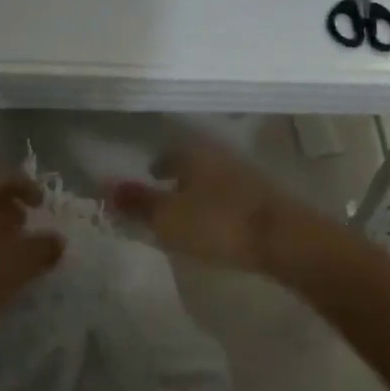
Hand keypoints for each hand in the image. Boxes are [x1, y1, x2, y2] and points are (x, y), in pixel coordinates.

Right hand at [109, 139, 326, 275]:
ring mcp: (247, 176)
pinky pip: (232, 195)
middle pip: (195, 161)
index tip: (150, 173)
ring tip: (189, 210)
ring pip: (215, 177)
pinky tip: (217, 222)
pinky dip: (218, 203)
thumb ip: (137, 202)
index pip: (171, 151)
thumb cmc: (218, 223)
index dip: (158, 163)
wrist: (285, 239)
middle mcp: (221, 156)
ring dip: (200, 189)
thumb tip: (104, 183)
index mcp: (195, 153)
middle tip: (165, 190)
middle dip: (180, 175)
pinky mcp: (266, 198)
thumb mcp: (168, 218)